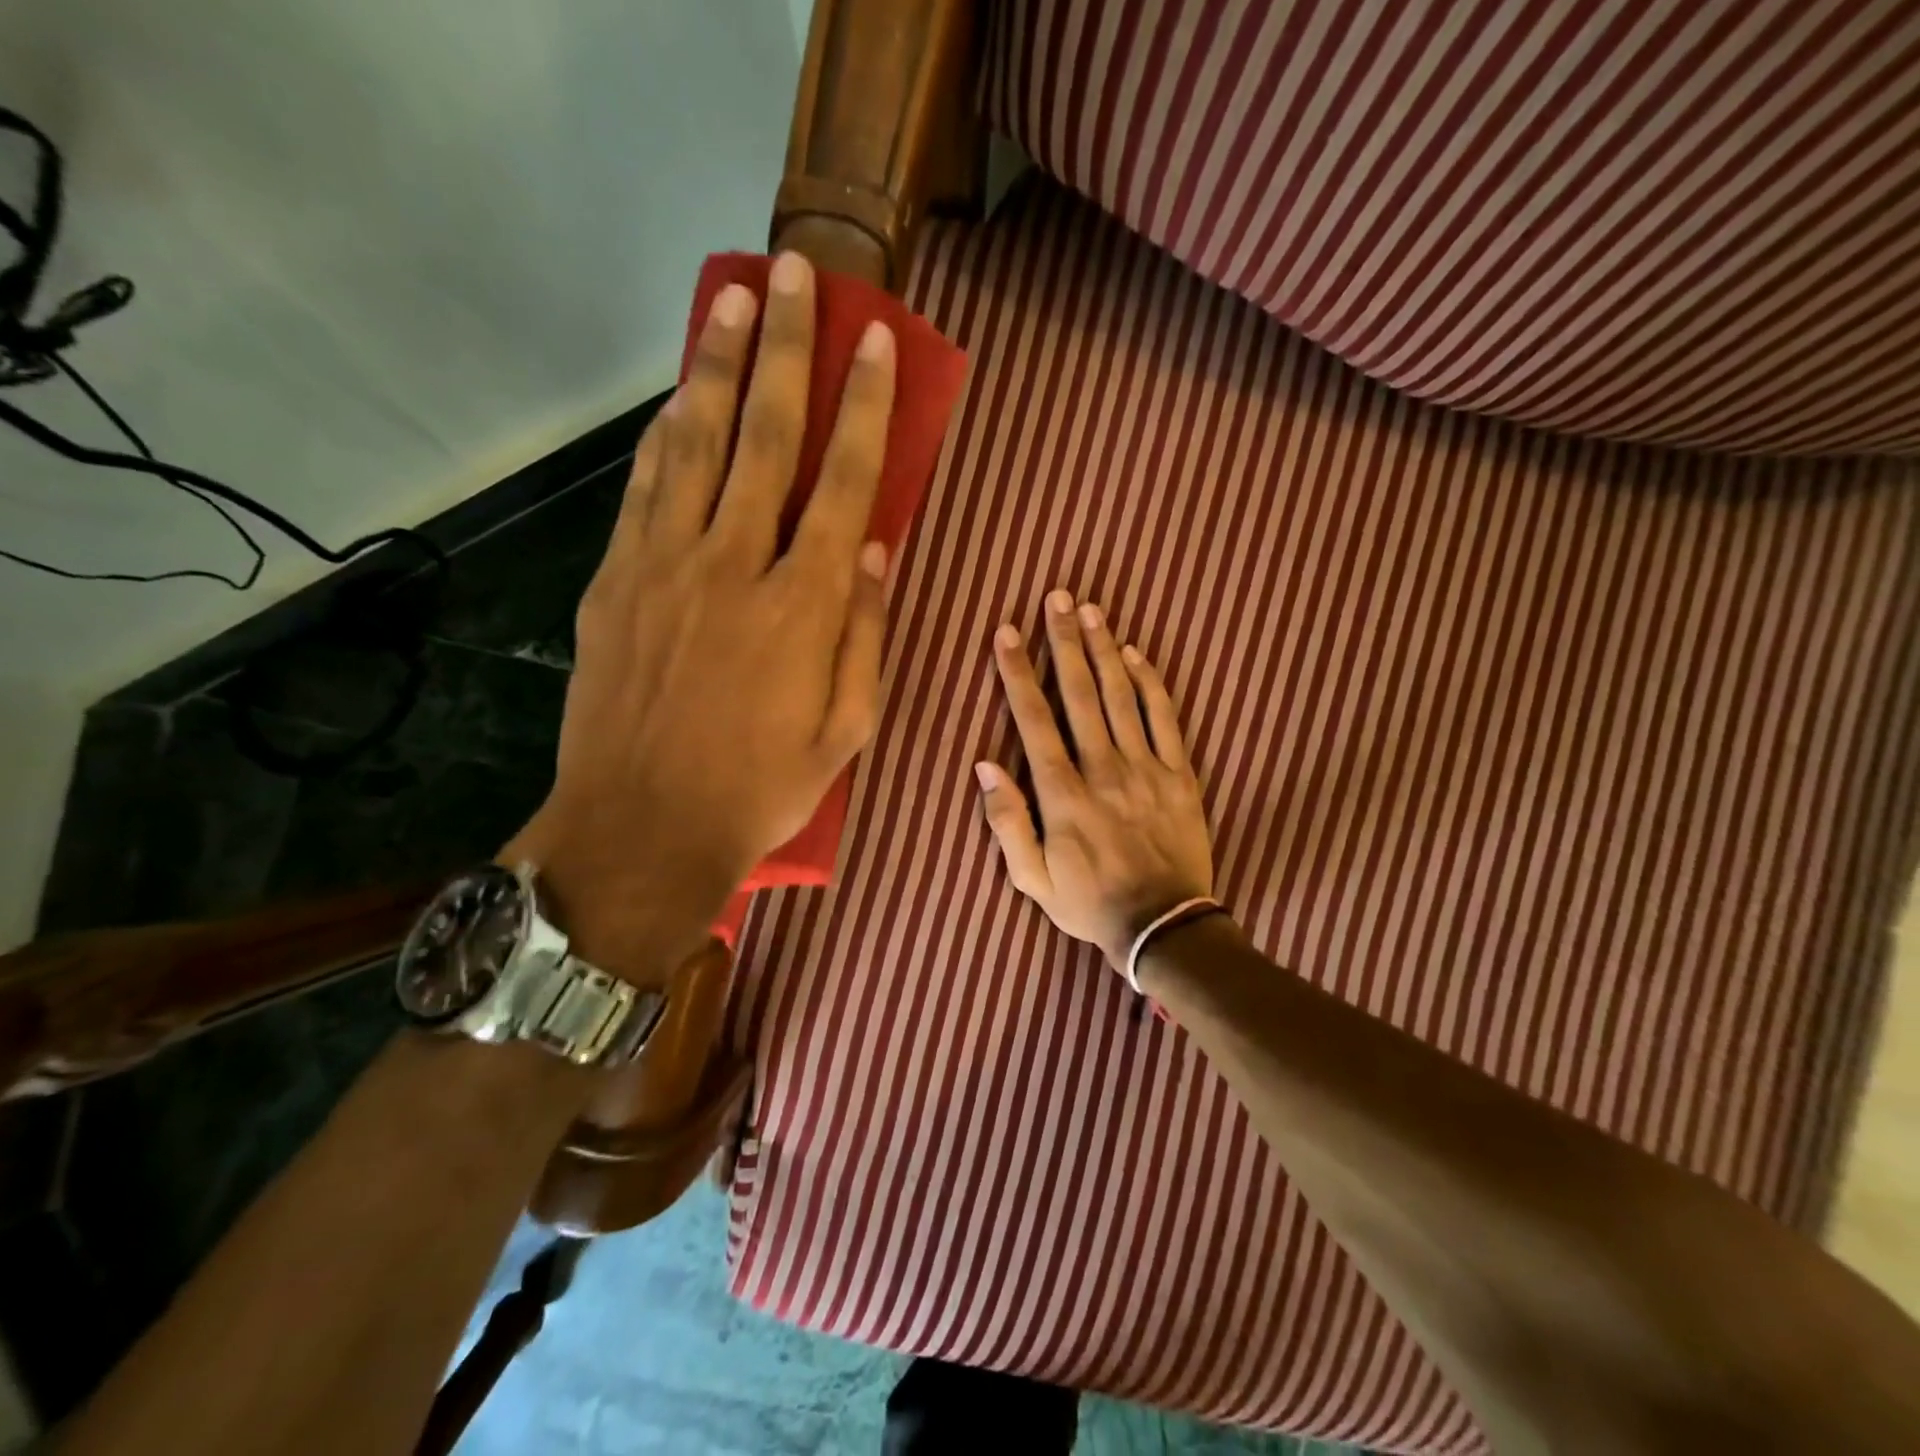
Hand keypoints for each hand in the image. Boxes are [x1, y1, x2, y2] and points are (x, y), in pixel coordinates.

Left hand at [505, 252, 896, 975]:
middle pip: (767, 437)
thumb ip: (866, 634)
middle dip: (787, 350)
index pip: (844, 482)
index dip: (864, 407)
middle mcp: (735, 566)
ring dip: (718, 367)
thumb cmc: (760, 789)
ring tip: (732, 302)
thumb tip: (877, 551)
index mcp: (804, 606)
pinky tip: (680, 396)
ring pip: (697, 443)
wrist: (641, 830)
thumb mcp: (845, 729)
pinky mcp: (615, 581)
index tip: (876, 342)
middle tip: (795, 275)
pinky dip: (665, 432)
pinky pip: (645, 487)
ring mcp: (665, 566)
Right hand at [977, 589, 1214, 972]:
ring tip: (1091, 611)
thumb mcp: (1032, 878)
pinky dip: (1151, 684)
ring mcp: (1146, 769)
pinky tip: (1138, 654)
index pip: (1034, 720)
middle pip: (1080, 694)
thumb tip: (985, 766)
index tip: (1007, 633)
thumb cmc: (1089, 903)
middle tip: (1056, 598)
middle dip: (1063, 642)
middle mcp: (1103, 769)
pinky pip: (1165, 720)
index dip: (1017, 673)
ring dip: (1104, 650)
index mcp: (1063, 794)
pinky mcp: (1179, 775)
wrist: (1164, 927)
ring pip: (1122, 697)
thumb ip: (1007, 821)